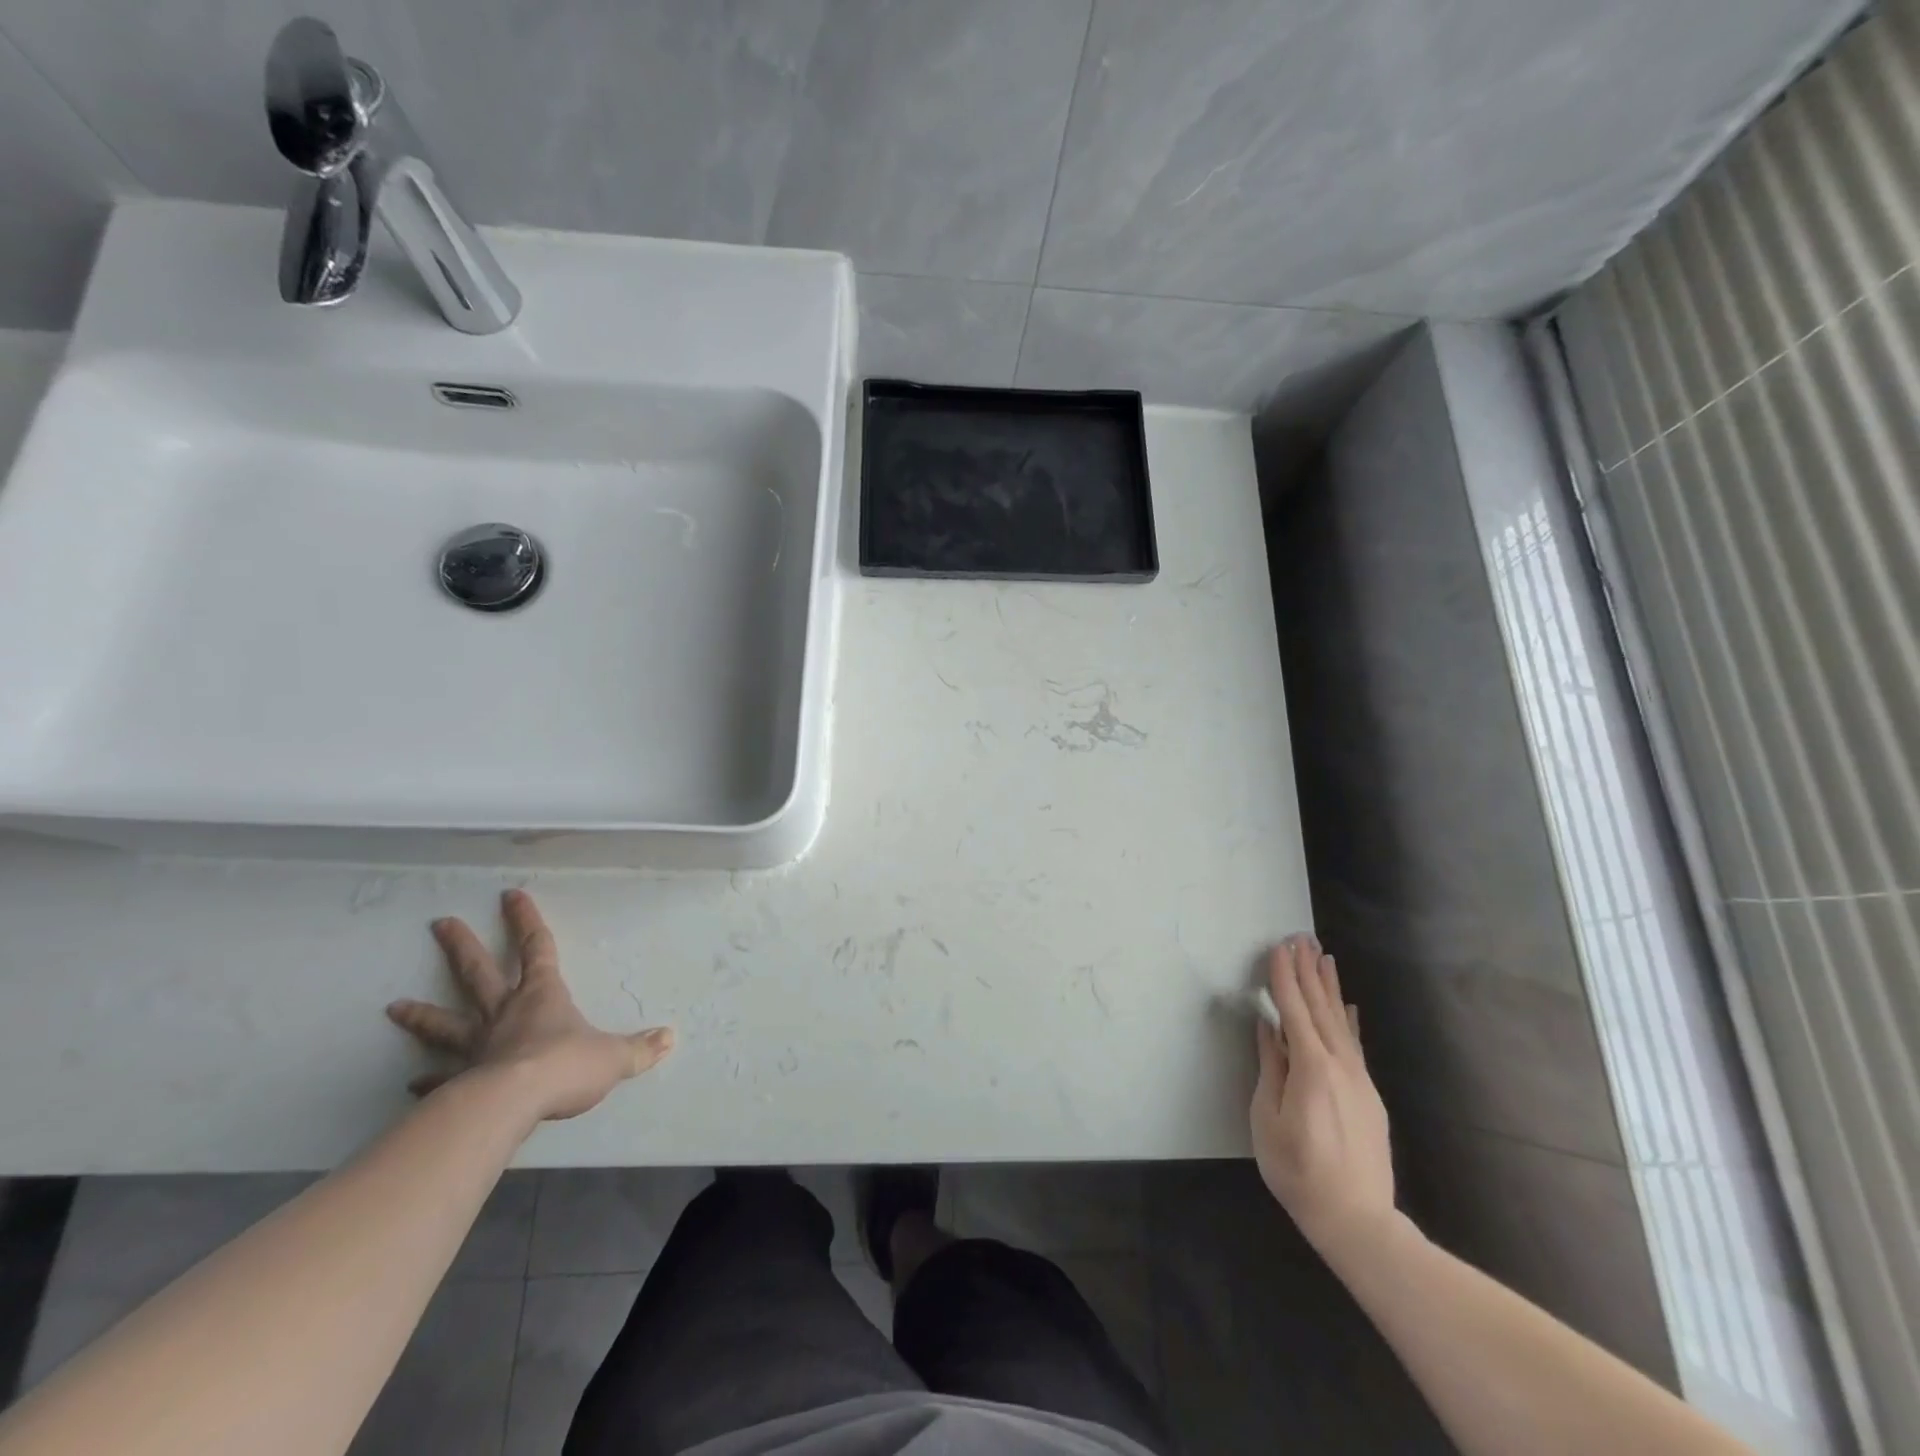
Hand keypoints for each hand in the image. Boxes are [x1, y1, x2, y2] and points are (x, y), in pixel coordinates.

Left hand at [387, 889, 673, 1121]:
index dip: (525, 919)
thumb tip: (670, 1037)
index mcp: (543, 994)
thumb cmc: (566, 1066)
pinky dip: (426, 1080)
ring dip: (422, 1013)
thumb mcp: (614, 1056)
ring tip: (394, 1006)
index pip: (537, 946)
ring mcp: (477, 1046)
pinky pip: (440, 1076)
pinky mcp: (459, 1080)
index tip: (509, 894)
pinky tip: (411, 1083)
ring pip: (445, 1022)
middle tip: (439, 923)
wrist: (513, 1104)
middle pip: (478, 971)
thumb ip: (640, 1048)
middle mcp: (505, 1012)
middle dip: (462, 945)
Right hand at [1251, 935, 1395, 1264]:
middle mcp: (1339, 1065)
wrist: (1357, 1220)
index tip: (1277, 947)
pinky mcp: (1368, 1095)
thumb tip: (1268, 1026)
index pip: (1294, 1010)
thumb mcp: (1267, 1118)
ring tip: (1324, 957)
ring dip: (1329, 987)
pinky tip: (1346, 1006)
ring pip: (1340, 1022)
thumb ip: (1270, 1067)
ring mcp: (1358, 1079)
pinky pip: (1354, 1044)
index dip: (1283, 977)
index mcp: (1310, 1068)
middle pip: (1321, 1008)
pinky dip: (1347, 1020)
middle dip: (1308, 971)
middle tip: (1301, 938)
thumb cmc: (1298, 1170)